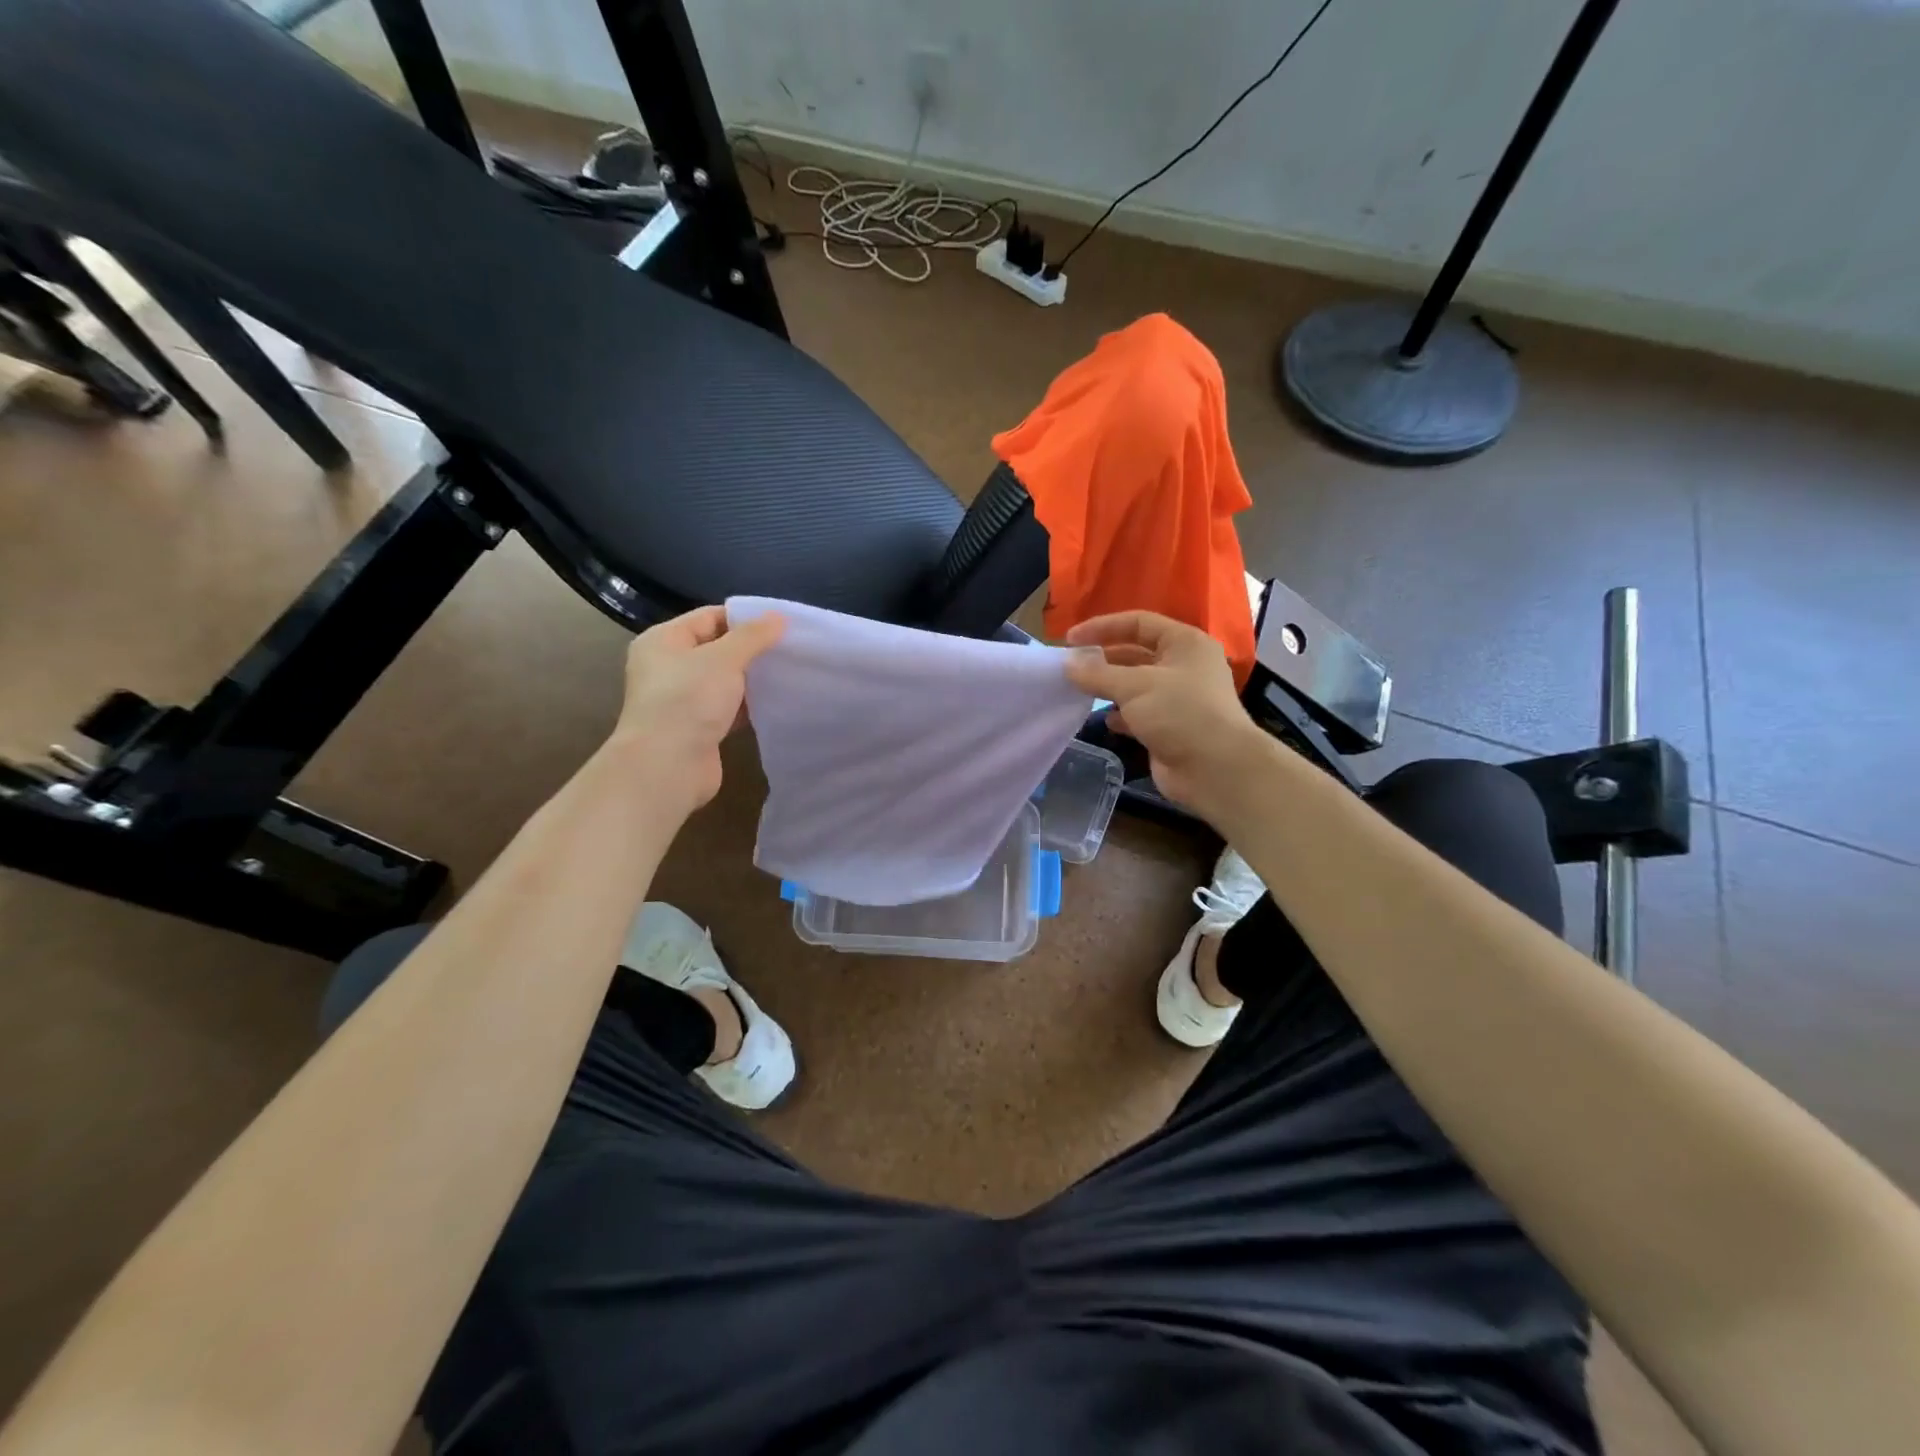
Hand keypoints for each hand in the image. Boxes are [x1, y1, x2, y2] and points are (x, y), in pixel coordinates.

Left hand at [612, 605, 784, 814]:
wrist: (668, 766)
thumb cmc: (689, 700)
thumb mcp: (724, 658)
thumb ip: (753, 636)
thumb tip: (778, 616)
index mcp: (663, 641)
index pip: (708, 617)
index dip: (744, 619)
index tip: (781, 626)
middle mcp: (667, 667)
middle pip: (716, 648)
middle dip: (751, 650)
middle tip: (789, 649)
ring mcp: (681, 700)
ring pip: (723, 681)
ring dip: (751, 679)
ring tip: (787, 673)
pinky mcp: (697, 728)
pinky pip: (727, 708)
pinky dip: (747, 705)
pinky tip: (774, 703)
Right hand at [1064, 611, 1271, 817]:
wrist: (1215, 769)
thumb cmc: (1179, 713)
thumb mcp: (1134, 686)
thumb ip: (1097, 673)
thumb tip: (1067, 664)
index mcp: (1184, 643)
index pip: (1138, 623)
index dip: (1102, 627)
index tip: (1069, 640)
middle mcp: (1184, 666)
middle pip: (1136, 653)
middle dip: (1103, 659)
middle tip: (1070, 668)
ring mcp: (1178, 698)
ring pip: (1135, 685)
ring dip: (1109, 687)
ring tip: (1079, 692)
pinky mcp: (1170, 727)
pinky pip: (1139, 713)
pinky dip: (1120, 715)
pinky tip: (1105, 720)